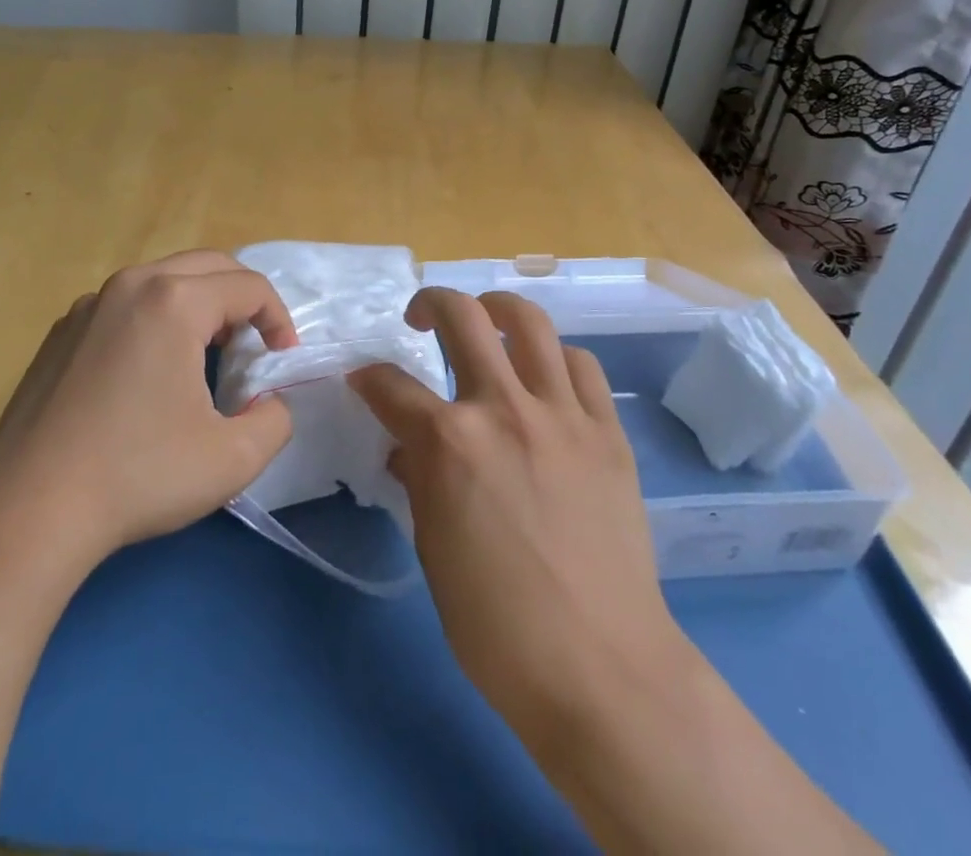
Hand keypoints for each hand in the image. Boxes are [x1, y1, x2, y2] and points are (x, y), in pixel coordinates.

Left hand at [0, 250, 298, 579]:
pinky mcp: (62, 330)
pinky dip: (156, 318)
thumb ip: (276, 419)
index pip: (249, 287)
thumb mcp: (233, 458)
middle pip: (209, 266)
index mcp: (174, 301)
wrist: (27, 511)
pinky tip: (148, 373)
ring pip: (165, 279)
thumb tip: (269, 400)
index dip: (279, 320)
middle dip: (242, 300)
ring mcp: (90, 304)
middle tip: (252, 347)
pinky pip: (126, 304)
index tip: (282, 362)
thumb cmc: (138, 476)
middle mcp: (131, 285)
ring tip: (207, 355)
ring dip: (200, 305)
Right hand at [350, 289, 676, 739]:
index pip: (390, 385)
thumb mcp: (433, 548)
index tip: (363, 382)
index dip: (367, 379)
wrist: (600, 668)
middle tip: (420, 318)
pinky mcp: (607, 431)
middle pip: (462, 317)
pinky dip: (556, 358)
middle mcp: (502, 408)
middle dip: (430, 303)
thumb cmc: (496, 624)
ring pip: (529, 321)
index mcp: (449, 442)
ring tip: (487, 321)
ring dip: (497, 309)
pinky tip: (546, 378)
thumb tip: (408, 448)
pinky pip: (582, 366)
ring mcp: (562, 414)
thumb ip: (418, 479)